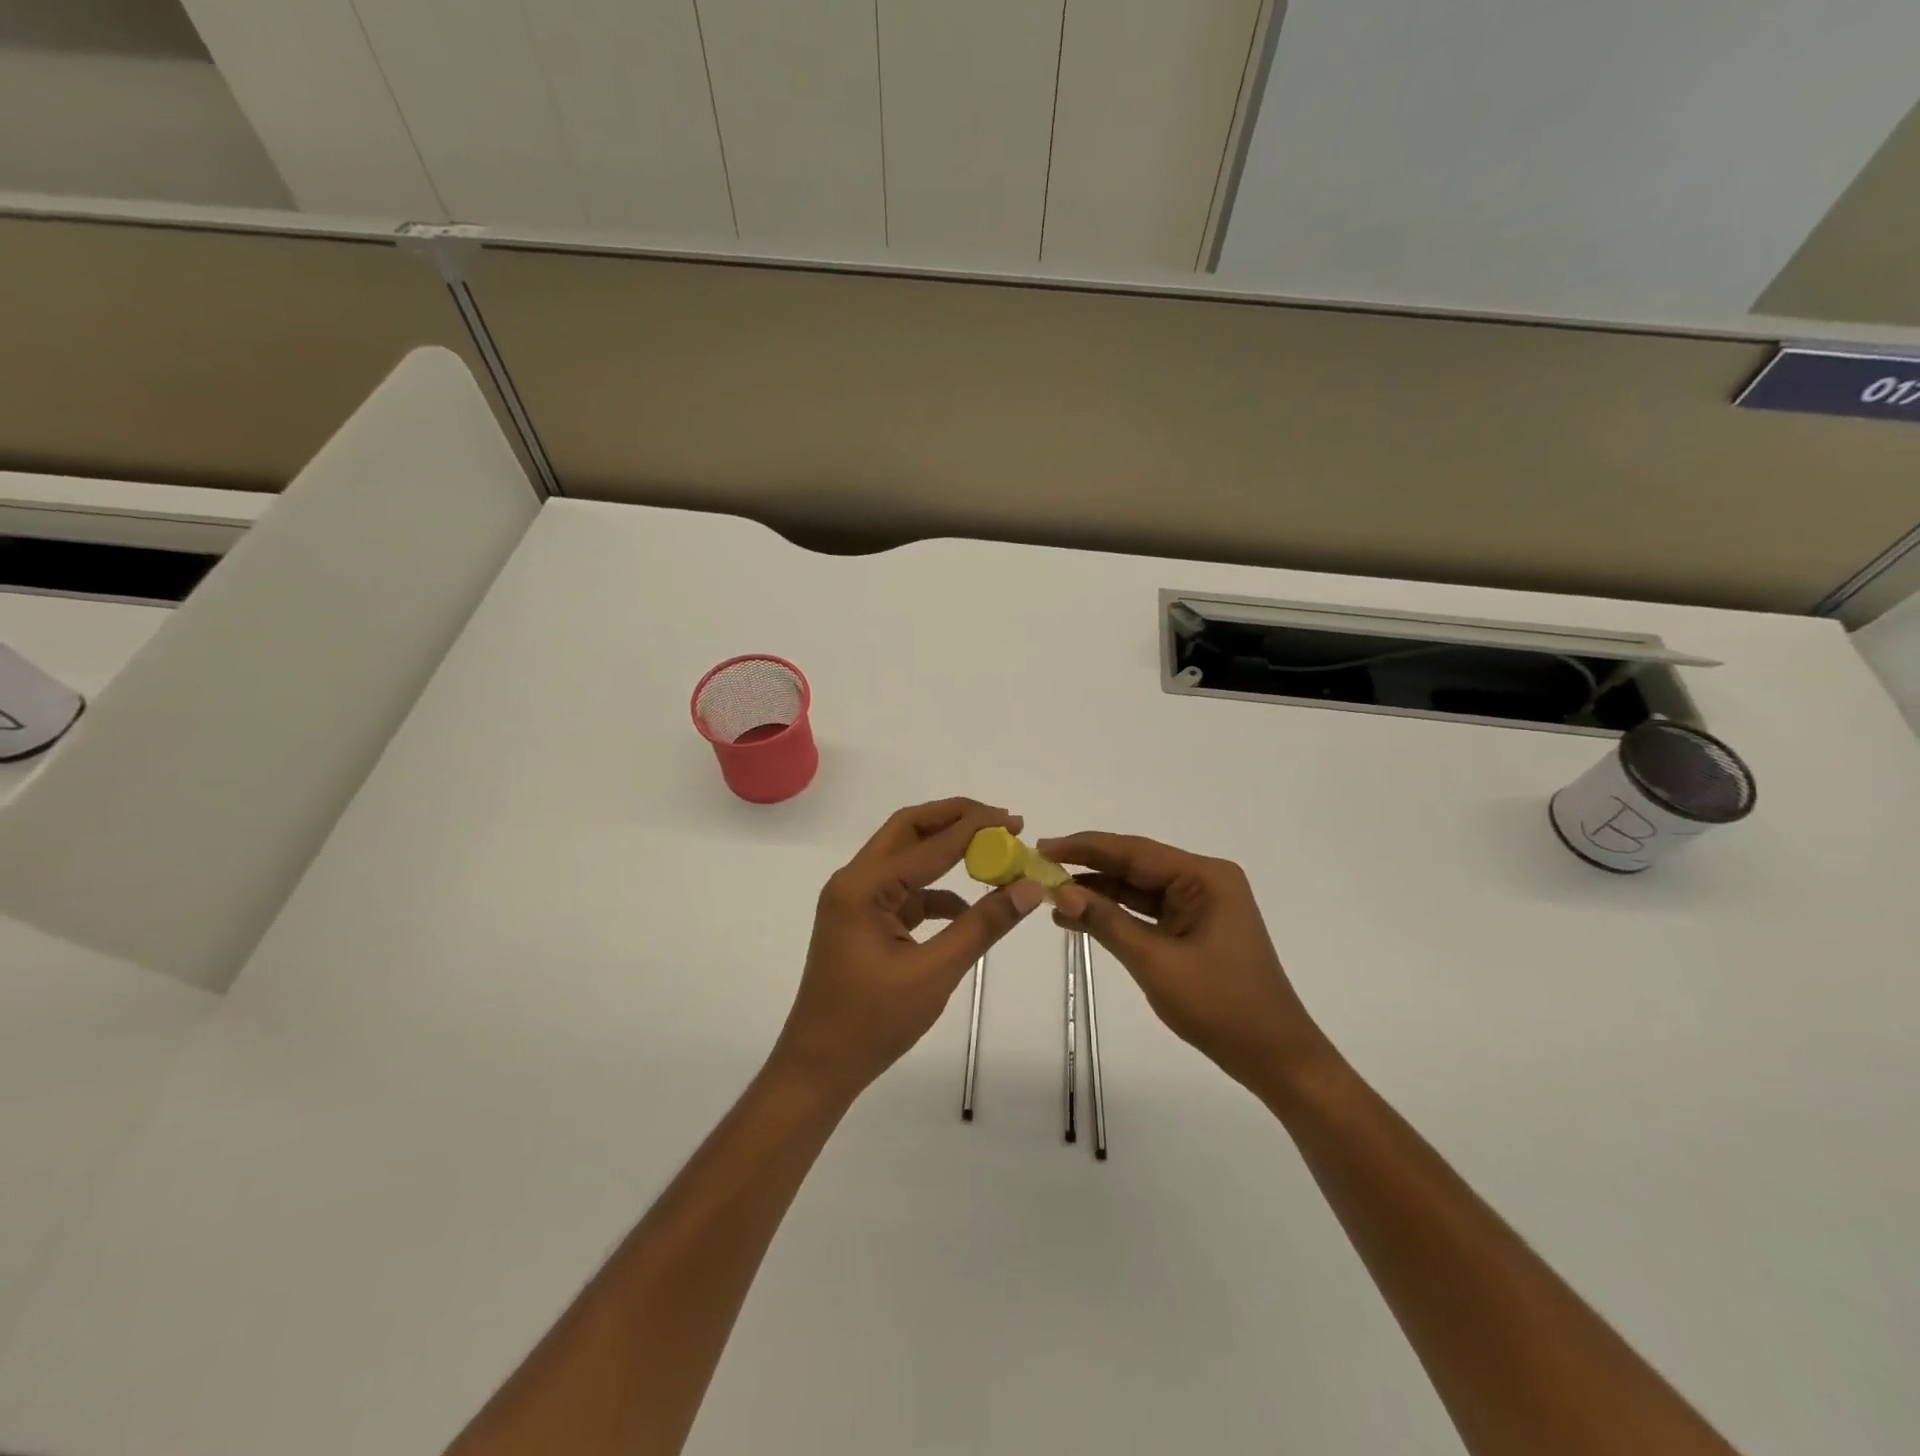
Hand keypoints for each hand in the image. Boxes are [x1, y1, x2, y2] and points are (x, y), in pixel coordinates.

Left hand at [773, 799, 1046, 1102]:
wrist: (819, 1067)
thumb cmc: (872, 1022)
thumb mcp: (935, 973)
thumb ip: (982, 925)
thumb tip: (1029, 888)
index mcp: (863, 887)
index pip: (927, 843)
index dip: (974, 828)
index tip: (1013, 820)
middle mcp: (854, 882)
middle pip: (908, 830)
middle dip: (954, 819)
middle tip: (1000, 820)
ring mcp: (856, 901)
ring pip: (906, 857)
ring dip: (946, 851)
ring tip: (992, 854)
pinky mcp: (864, 920)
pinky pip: (905, 890)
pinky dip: (936, 891)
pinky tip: (967, 907)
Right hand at [1040, 832, 1331, 1091]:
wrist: (1274, 1057)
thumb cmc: (1220, 1006)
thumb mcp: (1155, 962)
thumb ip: (1106, 922)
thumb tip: (1060, 893)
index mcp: (1204, 877)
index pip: (1134, 851)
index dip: (1085, 847)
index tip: (1043, 846)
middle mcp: (1204, 881)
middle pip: (1135, 865)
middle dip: (1088, 867)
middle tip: (1039, 867)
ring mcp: (1200, 905)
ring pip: (1138, 888)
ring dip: (1098, 892)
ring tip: (1050, 894)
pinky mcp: (1194, 927)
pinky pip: (1147, 911)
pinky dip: (1115, 914)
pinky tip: (1079, 917)